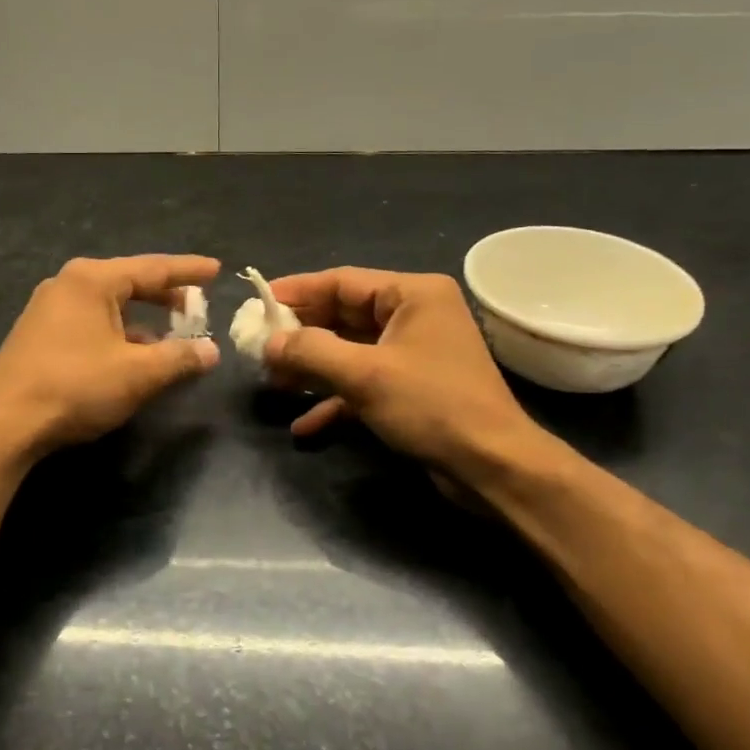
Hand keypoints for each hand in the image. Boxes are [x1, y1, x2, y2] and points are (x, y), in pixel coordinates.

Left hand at [0, 255, 220, 456]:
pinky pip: (90, 322)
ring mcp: (48, 308)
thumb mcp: (138, 373)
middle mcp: (68, 284)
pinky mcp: (39, 334)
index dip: (188, 270)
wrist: (4, 423)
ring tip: (170, 336)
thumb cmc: (75, 386)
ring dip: (141, 319)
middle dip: (164, 295)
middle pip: (129, 282)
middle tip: (196, 304)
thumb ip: (179, 358)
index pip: (153, 267)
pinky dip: (117, 332)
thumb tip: (211, 351)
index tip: (216, 269)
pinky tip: (131, 357)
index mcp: (93, 280)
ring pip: (108, 305)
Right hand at [263, 268, 543, 478]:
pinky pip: (363, 382)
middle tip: (257, 345)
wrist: (493, 467)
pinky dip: (335, 398)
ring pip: (350, 350)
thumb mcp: (365, 375)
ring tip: (272, 381)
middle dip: (301, 334)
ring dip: (313, 367)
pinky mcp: (411, 387)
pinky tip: (304, 423)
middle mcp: (414, 315)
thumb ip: (310, 352)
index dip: (297, 291)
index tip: (256, 302)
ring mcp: (413, 352)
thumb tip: (267, 342)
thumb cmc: (432, 406)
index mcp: (413, 295)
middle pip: (343, 315)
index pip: (342, 282)